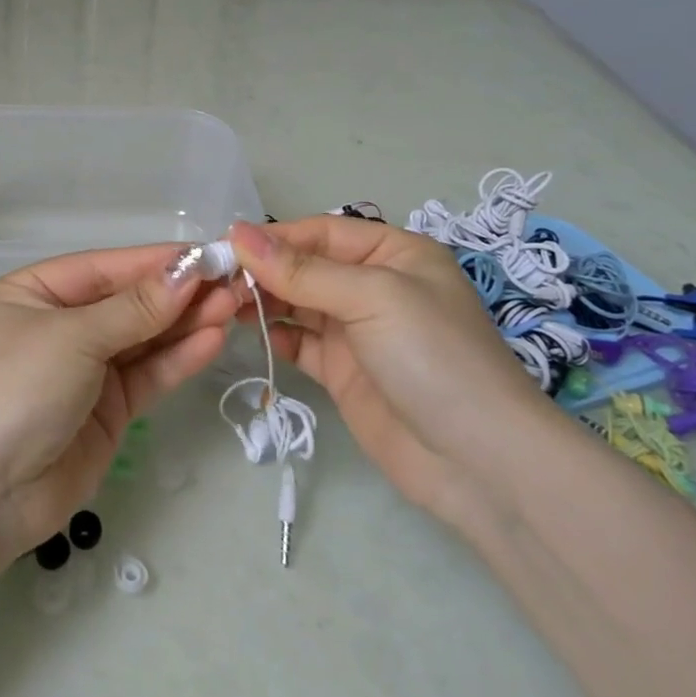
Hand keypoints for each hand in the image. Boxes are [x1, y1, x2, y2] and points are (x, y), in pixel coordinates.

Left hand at [0, 244, 236, 574]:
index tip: (209, 253)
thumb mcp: (73, 338)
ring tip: (234, 305)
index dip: (156, 261)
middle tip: (233, 281)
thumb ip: (135, 308)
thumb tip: (188, 270)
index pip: (106, 268)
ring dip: (186, 323)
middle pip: (129, 301)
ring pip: (143, 338)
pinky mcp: (107, 410)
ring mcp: (85, 369)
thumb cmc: (16, 389)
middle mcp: (61, 325)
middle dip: (178, 293)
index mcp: (35, 292)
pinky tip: (213, 339)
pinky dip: (178, 358)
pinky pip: (147, 375)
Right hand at [227, 218, 555, 518]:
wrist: (480, 463)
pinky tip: (247, 333)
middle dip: (263, 270)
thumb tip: (237, 234)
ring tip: (222, 304)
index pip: (320, 233)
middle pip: (305, 267)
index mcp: (393, 253)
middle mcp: (374, 286)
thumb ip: (302, 270)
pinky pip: (300, 342)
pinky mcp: (343, 372)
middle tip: (215, 281)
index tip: (224, 246)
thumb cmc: (433, 357)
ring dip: (262, 301)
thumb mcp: (371, 298)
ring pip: (297, 303)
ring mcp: (358, 331)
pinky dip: (275, 334)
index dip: (273, 237)